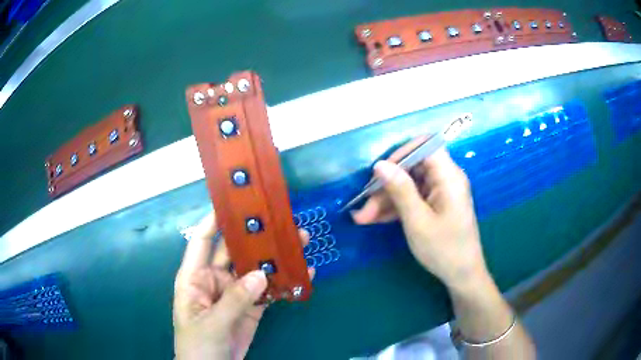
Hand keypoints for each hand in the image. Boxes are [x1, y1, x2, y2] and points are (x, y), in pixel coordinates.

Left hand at [173, 212, 312, 359]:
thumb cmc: (199, 345)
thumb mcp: (212, 324)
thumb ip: (234, 300)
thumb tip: (261, 274)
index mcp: (195, 277)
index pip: (202, 241)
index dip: (215, 220)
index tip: (236, 203)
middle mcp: (216, 279)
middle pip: (235, 251)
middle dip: (256, 236)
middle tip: (280, 221)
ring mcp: (236, 293)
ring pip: (256, 268)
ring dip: (275, 257)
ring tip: (299, 241)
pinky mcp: (253, 307)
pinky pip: (269, 290)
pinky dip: (285, 282)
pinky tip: (303, 272)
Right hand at [352, 136, 488, 290]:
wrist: (462, 275)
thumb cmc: (444, 249)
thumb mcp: (417, 221)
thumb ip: (400, 190)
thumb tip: (379, 164)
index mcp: (448, 176)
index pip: (425, 147)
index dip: (400, 154)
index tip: (380, 173)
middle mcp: (446, 179)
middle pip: (412, 169)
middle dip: (386, 185)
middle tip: (364, 208)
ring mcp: (440, 193)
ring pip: (409, 185)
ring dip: (386, 200)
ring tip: (363, 218)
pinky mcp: (436, 205)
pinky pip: (413, 198)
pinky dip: (396, 208)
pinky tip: (376, 219)